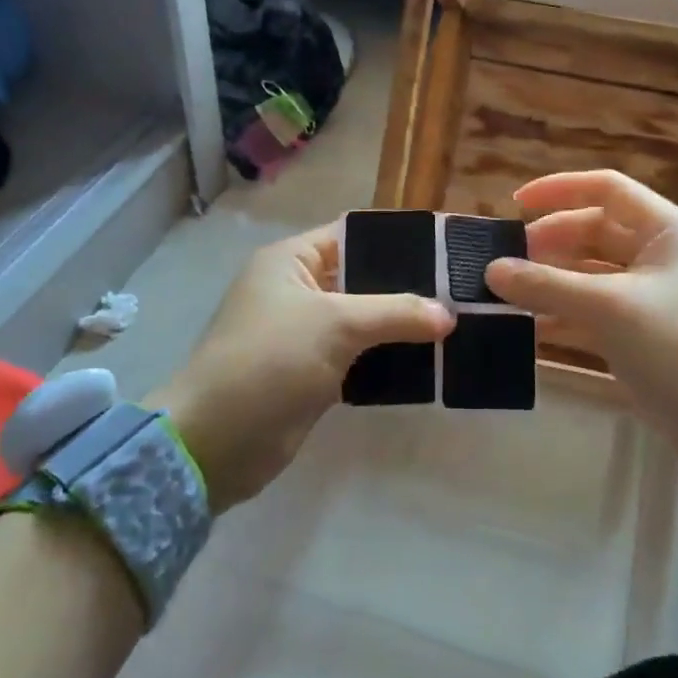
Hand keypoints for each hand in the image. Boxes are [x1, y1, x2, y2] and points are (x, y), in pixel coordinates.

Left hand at [147, 223, 452, 511]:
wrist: (216, 442)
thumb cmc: (270, 360)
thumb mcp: (335, 324)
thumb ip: (395, 312)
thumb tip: (448, 314)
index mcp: (292, 260)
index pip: (355, 235)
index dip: (400, 240)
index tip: (448, 248)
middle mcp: (298, 289)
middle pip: (364, 278)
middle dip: (409, 287)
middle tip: (461, 292)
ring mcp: (305, 333)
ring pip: (365, 320)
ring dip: (402, 326)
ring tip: (456, 325)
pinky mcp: (313, 373)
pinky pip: (360, 355)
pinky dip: (388, 357)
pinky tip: (429, 361)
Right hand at [486, 171, 677, 494]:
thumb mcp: (612, 310)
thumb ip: (548, 286)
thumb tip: (491, 270)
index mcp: (666, 230)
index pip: (606, 189)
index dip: (559, 190)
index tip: (515, 205)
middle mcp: (657, 254)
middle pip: (591, 232)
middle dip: (547, 243)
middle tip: (504, 263)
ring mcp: (647, 295)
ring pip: (587, 274)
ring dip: (548, 282)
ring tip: (503, 294)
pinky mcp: (637, 332)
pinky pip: (590, 311)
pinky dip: (559, 315)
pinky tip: (524, 328)